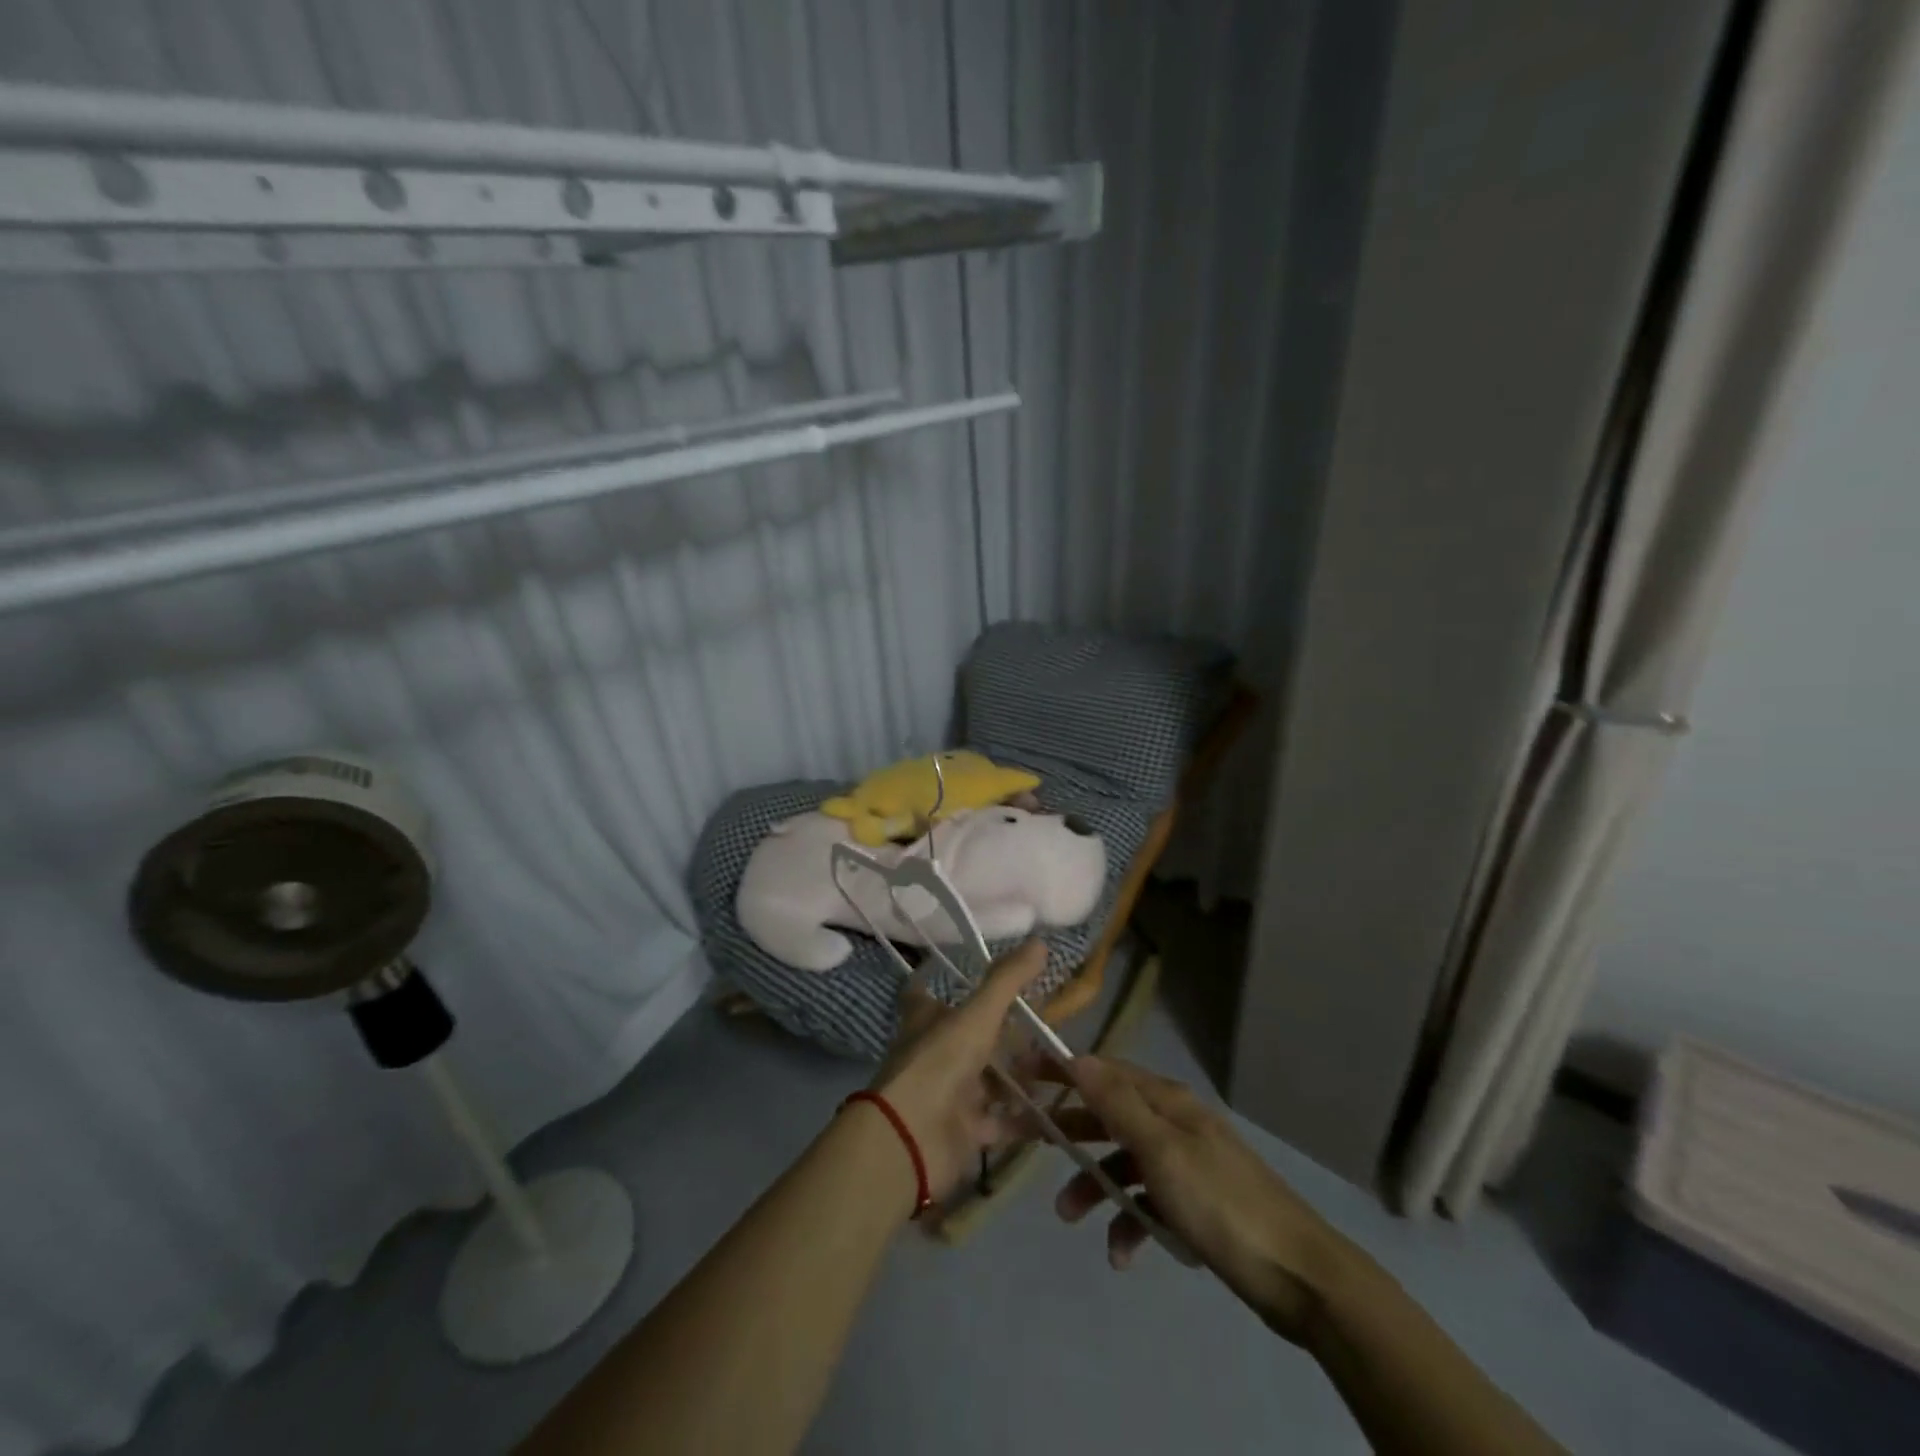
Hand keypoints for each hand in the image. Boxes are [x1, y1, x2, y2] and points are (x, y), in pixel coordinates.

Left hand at [866, 941, 1048, 1200]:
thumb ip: (1007, 981)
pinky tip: (1058, 1110)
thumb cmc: (939, 1063)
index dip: (936, 980)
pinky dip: (1026, 1118)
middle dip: (1003, 1033)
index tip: (960, 970)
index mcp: (926, 1020)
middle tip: (1045, 1022)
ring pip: (989, 1080)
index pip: (924, 993)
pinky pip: (1002, 1121)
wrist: (912, 1140)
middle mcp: (935, 1053)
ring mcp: (950, 1094)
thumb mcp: (977, 1015)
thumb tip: (1040, 941)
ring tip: (1062, 1064)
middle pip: (969, 1038)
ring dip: (1020, 1075)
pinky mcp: (965, 1131)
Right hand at [1046, 1056, 1355, 1343]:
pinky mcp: (1195, 1202)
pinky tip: (1122, 1253)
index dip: (1062, 1071)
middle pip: (1108, 1115)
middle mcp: (1173, 1122)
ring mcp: (1185, 1163)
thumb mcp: (1162, 1151)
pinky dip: (1129, 1221)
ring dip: (1094, 1185)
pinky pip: (1148, 1202)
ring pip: (1123, 1162)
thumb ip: (1118, 1104)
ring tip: (1069, 1217)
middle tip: (1022, 1139)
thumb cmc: (1222, 1203)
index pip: (1103, 1072)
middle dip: (1067, 1130)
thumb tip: (1078, 1057)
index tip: (1021, 1074)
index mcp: (1166, 1101)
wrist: (1299, 1275)